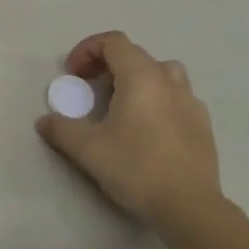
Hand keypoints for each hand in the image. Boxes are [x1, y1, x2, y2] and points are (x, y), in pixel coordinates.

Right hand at [35, 31, 223, 229]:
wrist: (189, 207)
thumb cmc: (136, 168)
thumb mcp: (89, 149)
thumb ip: (62, 129)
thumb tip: (44, 121)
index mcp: (141, 76)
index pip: (113, 42)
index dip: (88, 50)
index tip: (73, 74)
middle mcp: (168, 80)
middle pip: (136, 55)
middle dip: (108, 65)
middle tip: (91, 89)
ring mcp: (191, 101)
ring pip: (162, 73)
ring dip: (138, 79)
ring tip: (123, 104)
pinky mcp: (203, 124)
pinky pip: (178, 97)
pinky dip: (159, 100)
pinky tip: (150, 128)